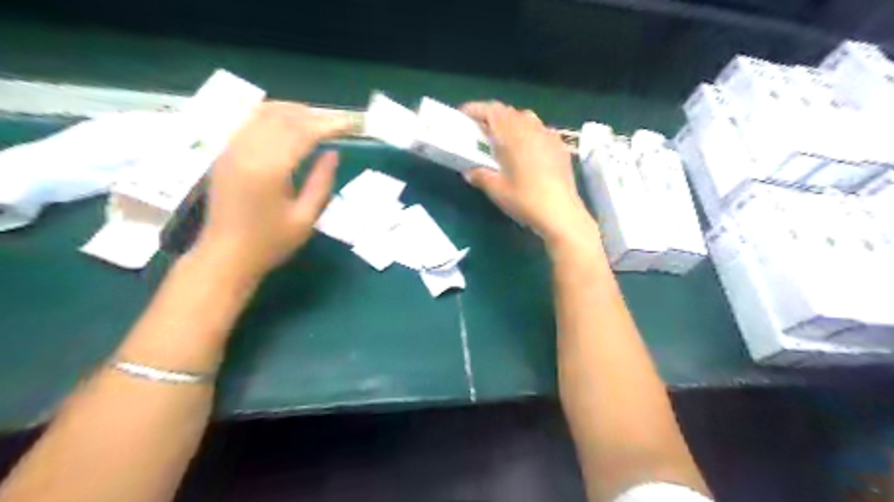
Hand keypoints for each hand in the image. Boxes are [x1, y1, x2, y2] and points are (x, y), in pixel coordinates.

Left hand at [195, 99, 351, 281]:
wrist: (225, 256)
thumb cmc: (270, 242)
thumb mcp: (306, 218)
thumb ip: (321, 182)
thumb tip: (333, 153)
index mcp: (269, 170)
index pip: (303, 133)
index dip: (328, 125)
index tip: (349, 125)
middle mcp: (247, 151)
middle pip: (283, 117)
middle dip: (313, 115)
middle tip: (337, 121)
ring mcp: (231, 149)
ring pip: (264, 114)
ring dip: (293, 111)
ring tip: (317, 118)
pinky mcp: (224, 153)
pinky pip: (249, 121)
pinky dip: (272, 115)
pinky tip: (287, 122)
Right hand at [461, 99, 592, 245]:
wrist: (560, 212)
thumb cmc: (524, 200)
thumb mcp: (496, 190)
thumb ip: (480, 176)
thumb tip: (469, 171)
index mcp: (512, 135)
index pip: (492, 111)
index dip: (476, 109)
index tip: (463, 115)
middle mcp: (531, 129)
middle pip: (509, 112)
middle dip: (492, 116)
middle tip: (480, 129)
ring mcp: (548, 136)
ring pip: (526, 118)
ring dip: (511, 122)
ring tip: (503, 138)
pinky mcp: (560, 147)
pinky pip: (540, 130)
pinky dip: (528, 132)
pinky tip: (527, 149)